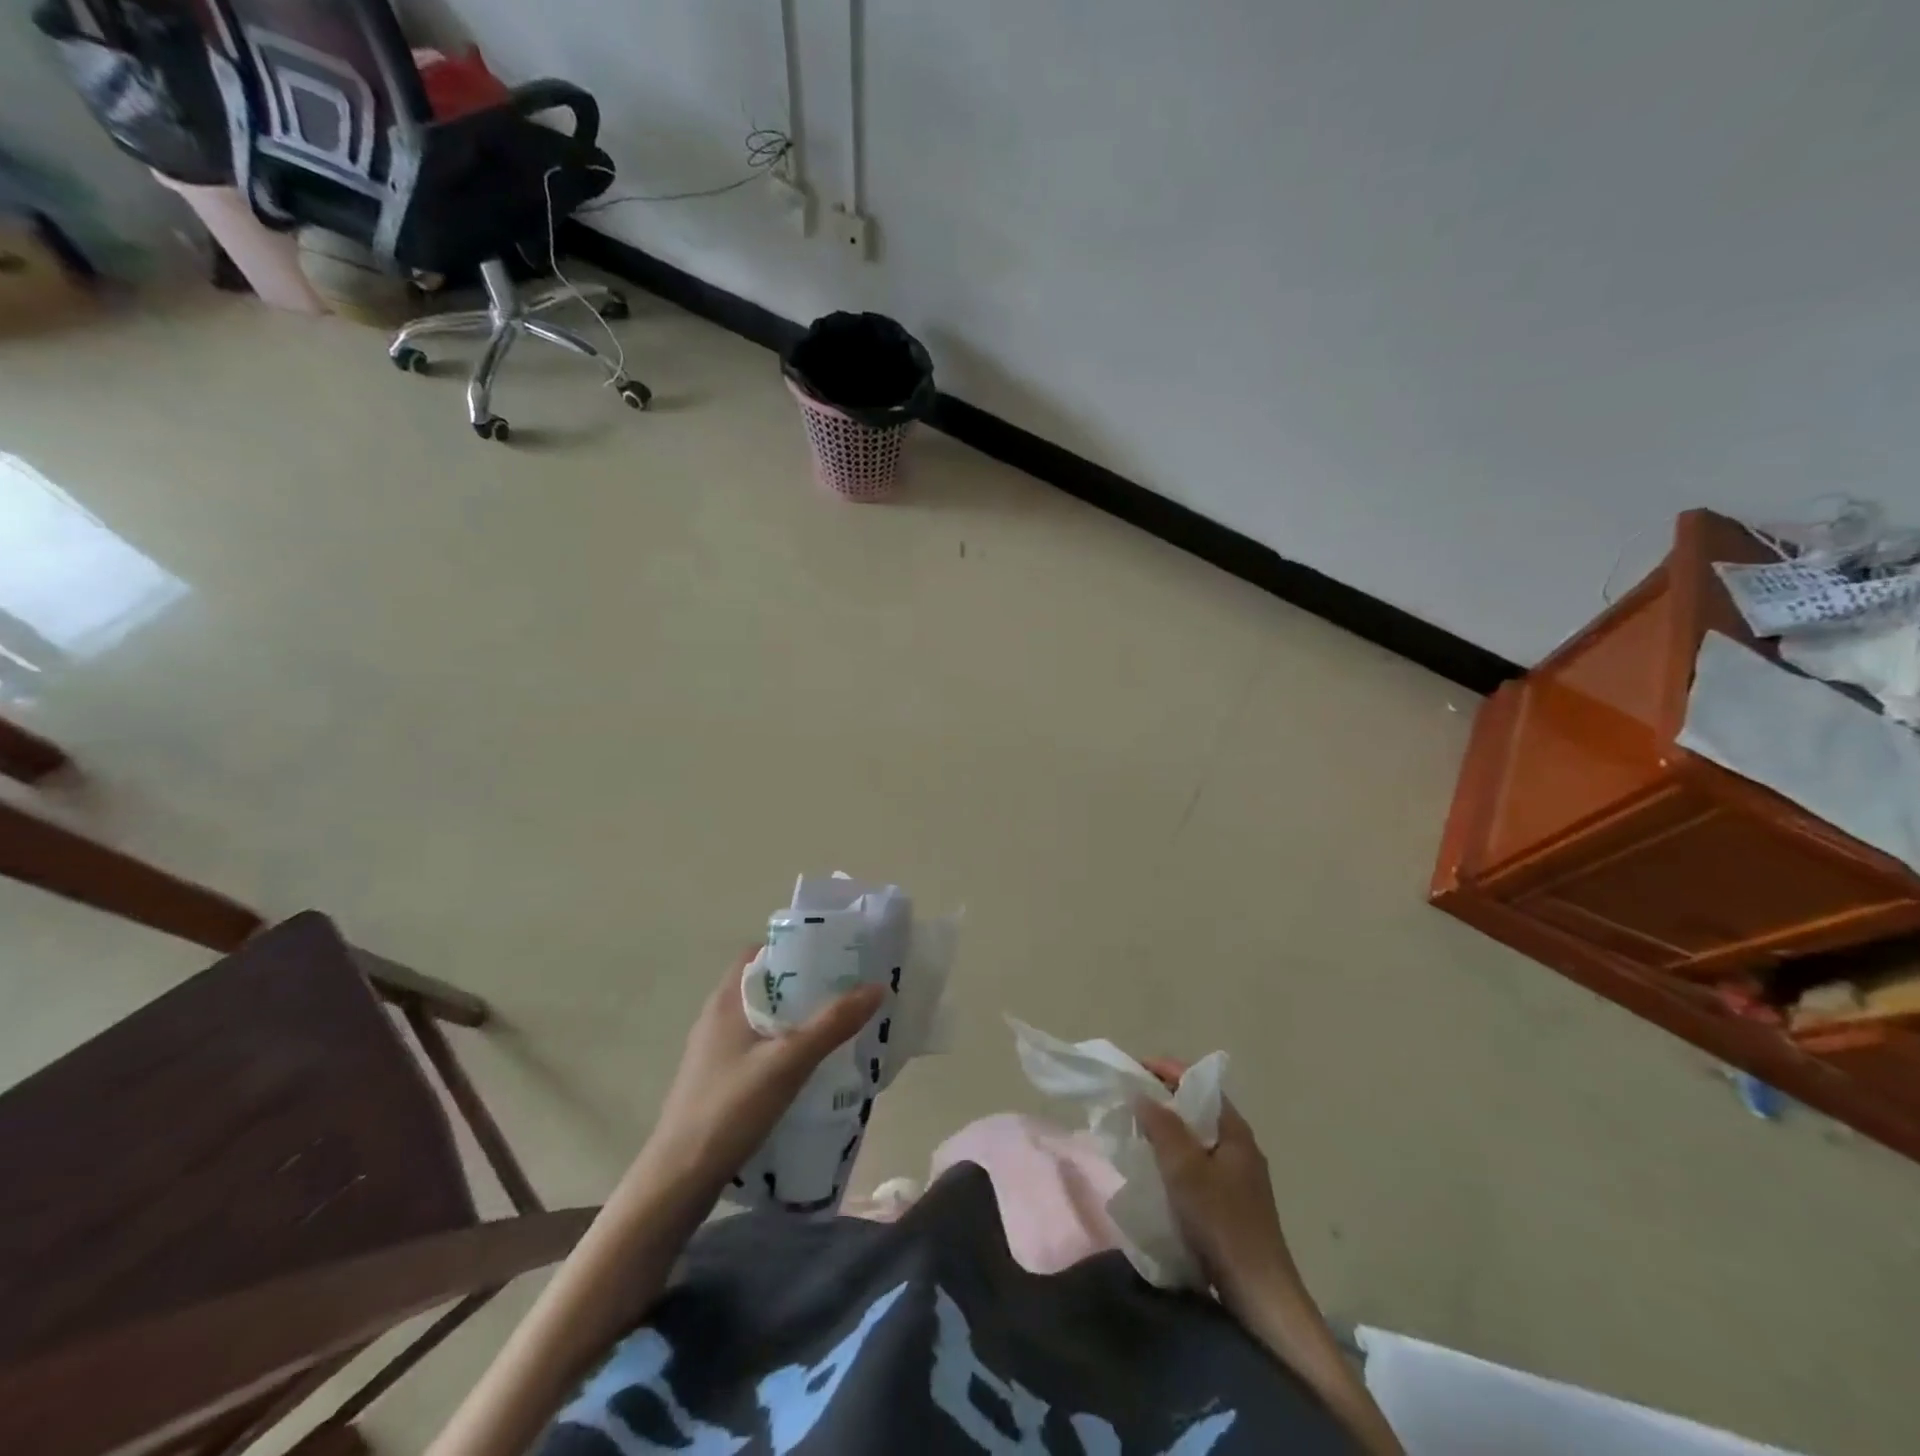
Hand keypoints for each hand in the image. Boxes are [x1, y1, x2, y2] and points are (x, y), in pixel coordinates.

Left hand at [644, 948, 883, 1197]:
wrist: (678, 1179)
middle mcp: (717, 1017)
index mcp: (727, 1000)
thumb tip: (876, 987)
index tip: (832, 957)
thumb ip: (832, 1024)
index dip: (794, 949)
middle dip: (804, 985)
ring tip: (836, 1027)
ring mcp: (715, 1051)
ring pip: (763, 1019)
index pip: (759, 953)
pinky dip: (784, 1046)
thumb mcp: (789, 1062)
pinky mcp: (718, 1079)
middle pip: (765, 985)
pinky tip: (808, 1066)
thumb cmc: (730, 1108)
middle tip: (846, 992)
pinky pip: (758, 1047)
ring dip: (796, 1019)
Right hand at [1137, 1060, 1408, 1454]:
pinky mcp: (1231, 1202)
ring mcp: (1237, 1175)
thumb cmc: (1222, 1223)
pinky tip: (1156, 1169)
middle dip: (1163, 1098)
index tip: (1133, 1068)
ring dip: (1167, 1129)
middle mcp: (1239, 1146)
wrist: (1259, 1296)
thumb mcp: (1186, 1170)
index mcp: (1235, 1131)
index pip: (1200, 1082)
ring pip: (1196, 1136)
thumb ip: (1163, 1127)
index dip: (1167, 1070)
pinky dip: (1174, 1156)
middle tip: (1128, 1099)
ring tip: (1135, 1130)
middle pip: (1198, 1107)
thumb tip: (1142, 1093)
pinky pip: (1197, 1162)